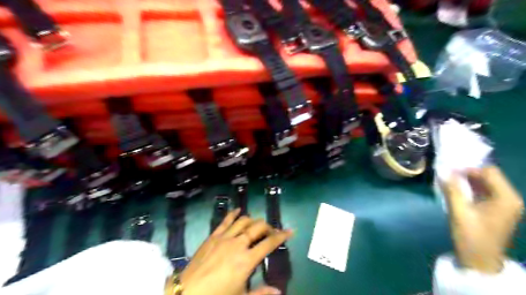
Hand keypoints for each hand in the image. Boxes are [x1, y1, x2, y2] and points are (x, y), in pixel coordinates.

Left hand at [177, 209, 291, 293]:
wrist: (186, 293)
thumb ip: (261, 293)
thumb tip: (279, 292)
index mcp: (246, 260)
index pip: (269, 243)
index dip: (281, 236)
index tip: (290, 231)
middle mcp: (238, 244)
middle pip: (258, 227)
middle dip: (268, 227)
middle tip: (272, 232)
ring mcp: (224, 237)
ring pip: (244, 221)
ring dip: (253, 221)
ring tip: (257, 226)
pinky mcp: (213, 236)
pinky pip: (225, 220)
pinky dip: (233, 213)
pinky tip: (238, 210)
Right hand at [441, 167, 523, 272]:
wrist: (480, 260)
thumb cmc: (471, 236)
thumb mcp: (459, 212)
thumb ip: (452, 190)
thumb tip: (443, 172)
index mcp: (506, 198)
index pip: (489, 172)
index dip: (469, 169)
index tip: (449, 171)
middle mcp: (509, 198)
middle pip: (488, 176)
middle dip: (467, 174)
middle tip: (447, 175)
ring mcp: (504, 204)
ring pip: (485, 183)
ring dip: (467, 181)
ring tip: (449, 182)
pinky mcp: (496, 209)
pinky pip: (484, 192)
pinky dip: (470, 189)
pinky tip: (456, 191)